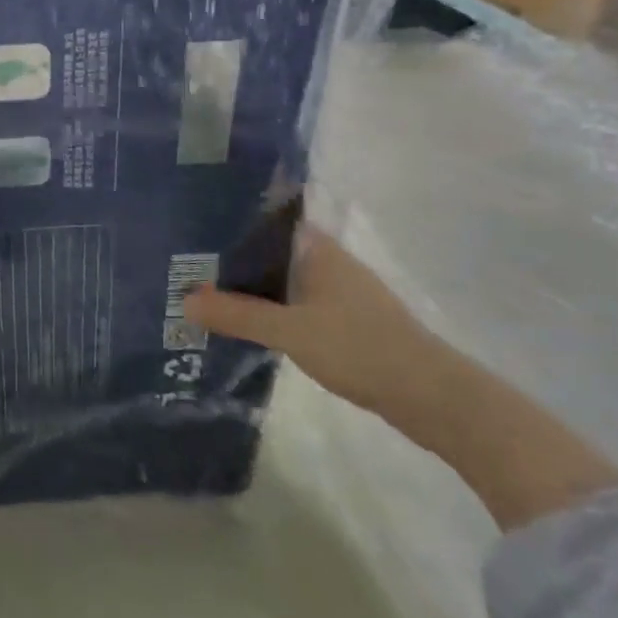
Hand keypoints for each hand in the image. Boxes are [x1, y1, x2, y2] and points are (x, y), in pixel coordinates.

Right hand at [185, 226, 450, 419]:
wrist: (432, 397)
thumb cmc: (360, 347)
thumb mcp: (290, 331)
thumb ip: (238, 316)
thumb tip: (185, 301)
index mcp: (317, 248)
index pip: (265, 220)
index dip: (229, 222)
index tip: (191, 230)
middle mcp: (328, 261)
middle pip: (269, 251)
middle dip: (231, 259)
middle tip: (185, 266)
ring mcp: (340, 292)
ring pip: (283, 280)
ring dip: (251, 287)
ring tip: (206, 294)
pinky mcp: (346, 320)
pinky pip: (296, 303)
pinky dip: (271, 309)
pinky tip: (248, 324)